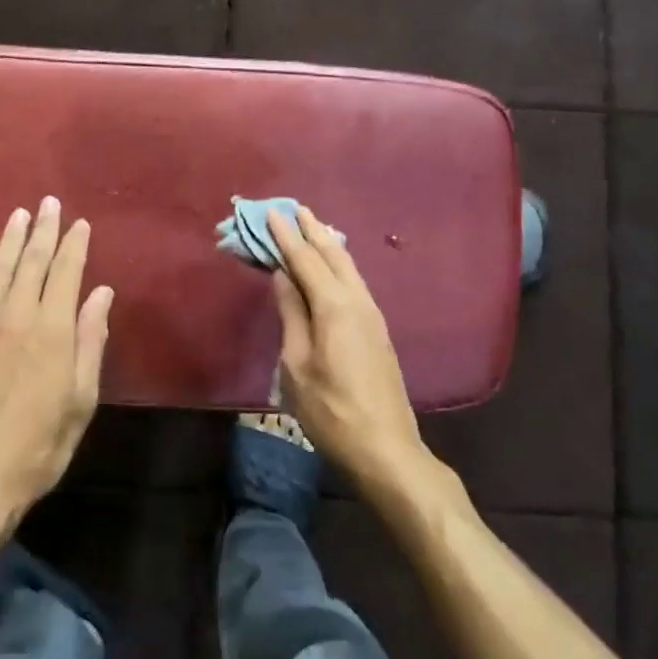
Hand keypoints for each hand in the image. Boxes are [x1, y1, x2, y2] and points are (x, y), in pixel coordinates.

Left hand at [0, 198, 112, 525]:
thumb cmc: (40, 444)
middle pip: (30, 263)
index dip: (74, 245)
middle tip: (49, 204)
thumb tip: (101, 293)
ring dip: (8, 242)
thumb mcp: (81, 399)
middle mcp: (14, 318)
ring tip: (18, 217)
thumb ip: (91, 341)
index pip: (65, 272)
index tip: (80, 223)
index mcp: (51, 330)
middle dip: (43, 230)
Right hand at [267, 206, 427, 494]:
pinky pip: (354, 281)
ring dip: (328, 244)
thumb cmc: (331, 410)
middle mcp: (357, 301)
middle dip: (311, 230)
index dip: (286, 236)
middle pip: (333, 254)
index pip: (305, 260)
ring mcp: (372, 315)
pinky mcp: (377, 330)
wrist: (386, 450)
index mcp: (334, 306)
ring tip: (312, 227)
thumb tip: (283, 275)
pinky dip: (339, 263)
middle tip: (294, 209)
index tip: (271, 213)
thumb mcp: (296, 365)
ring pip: (348, 266)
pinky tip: (333, 265)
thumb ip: (291, 314)